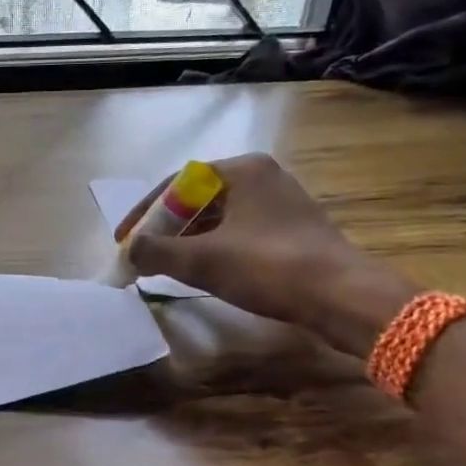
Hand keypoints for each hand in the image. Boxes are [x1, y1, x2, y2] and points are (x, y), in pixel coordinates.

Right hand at [114, 154, 414, 356]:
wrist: (341, 296)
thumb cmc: (268, 267)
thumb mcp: (202, 260)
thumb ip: (157, 252)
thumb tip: (129, 252)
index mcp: (242, 169)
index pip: (177, 182)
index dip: (145, 212)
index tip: (124, 239)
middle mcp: (262, 177)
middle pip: (197, 198)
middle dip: (165, 227)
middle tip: (143, 254)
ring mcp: (280, 204)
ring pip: (218, 218)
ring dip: (187, 241)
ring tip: (166, 266)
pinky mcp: (291, 231)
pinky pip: (238, 233)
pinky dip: (213, 249)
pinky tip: (202, 273)